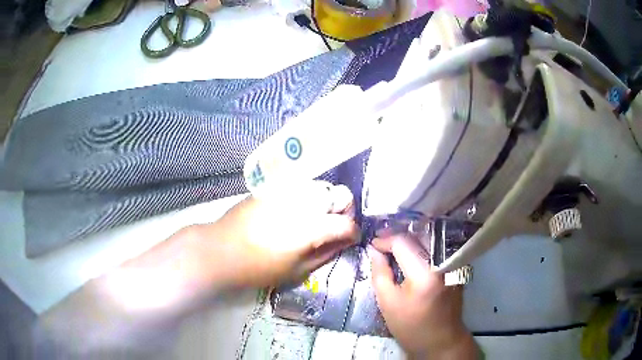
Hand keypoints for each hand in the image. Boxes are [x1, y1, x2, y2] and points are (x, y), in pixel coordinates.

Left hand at [200, 181, 358, 287]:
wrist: (221, 249)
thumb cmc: (259, 268)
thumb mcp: (297, 270)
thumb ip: (326, 253)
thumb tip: (345, 241)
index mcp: (312, 227)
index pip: (348, 223)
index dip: (353, 233)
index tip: (349, 239)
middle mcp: (305, 202)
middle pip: (341, 194)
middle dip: (344, 210)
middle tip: (331, 227)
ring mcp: (288, 190)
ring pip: (322, 186)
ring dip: (326, 202)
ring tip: (312, 219)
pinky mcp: (274, 186)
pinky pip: (301, 186)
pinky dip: (307, 197)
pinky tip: (294, 211)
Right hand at [368, 235, 476, 358]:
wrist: (440, 340)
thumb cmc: (411, 326)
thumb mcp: (388, 303)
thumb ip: (379, 273)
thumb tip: (374, 251)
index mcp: (425, 272)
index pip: (403, 243)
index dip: (385, 240)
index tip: (372, 245)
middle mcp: (443, 261)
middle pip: (419, 235)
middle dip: (397, 235)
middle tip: (380, 240)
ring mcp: (452, 263)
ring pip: (429, 240)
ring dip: (410, 239)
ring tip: (392, 244)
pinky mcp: (456, 267)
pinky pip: (437, 249)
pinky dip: (421, 247)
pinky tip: (409, 253)